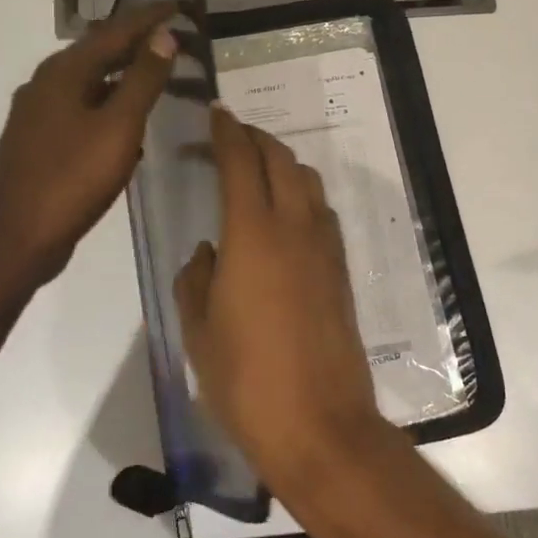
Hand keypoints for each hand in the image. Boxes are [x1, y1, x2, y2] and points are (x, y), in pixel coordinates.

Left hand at [0, 2, 177, 290]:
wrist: (16, 239)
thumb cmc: (72, 179)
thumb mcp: (118, 127)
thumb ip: (142, 79)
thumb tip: (163, 35)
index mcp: (63, 73)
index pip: (114, 31)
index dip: (149, 17)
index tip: (180, 5)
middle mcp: (45, 84)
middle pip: (99, 54)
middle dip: (137, 44)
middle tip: (175, 39)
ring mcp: (38, 115)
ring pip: (90, 84)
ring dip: (124, 77)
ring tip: (158, 76)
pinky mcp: (39, 143)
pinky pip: (82, 111)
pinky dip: (109, 108)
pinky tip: (128, 127)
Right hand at [174, 105, 391, 505]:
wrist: (319, 424)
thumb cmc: (245, 380)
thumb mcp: (198, 330)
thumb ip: (197, 279)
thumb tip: (209, 252)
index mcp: (253, 235)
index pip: (241, 163)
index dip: (227, 133)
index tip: (216, 113)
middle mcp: (295, 228)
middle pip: (281, 161)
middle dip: (256, 139)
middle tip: (233, 134)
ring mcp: (325, 249)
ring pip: (308, 183)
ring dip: (283, 163)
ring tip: (259, 168)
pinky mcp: (341, 272)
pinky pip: (321, 213)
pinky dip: (302, 195)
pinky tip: (286, 213)